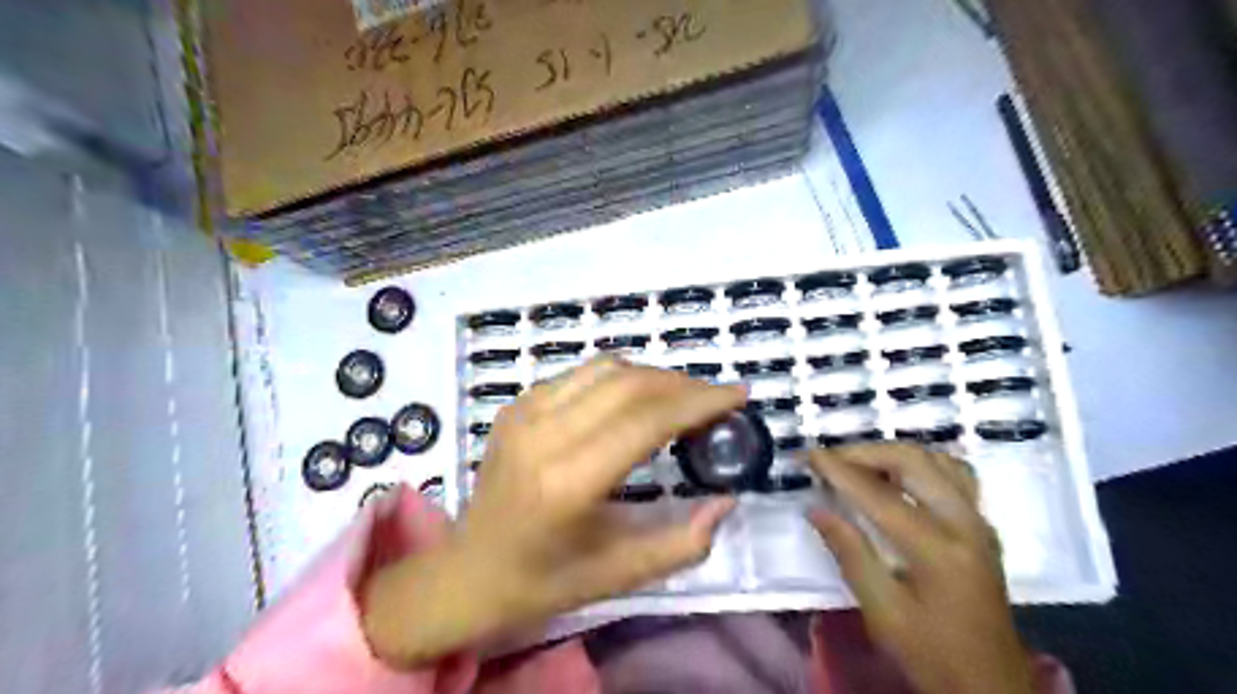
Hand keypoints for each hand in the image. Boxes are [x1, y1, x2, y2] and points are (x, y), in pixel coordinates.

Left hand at [362, 357, 744, 667]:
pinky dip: (620, 379)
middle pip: (630, 383)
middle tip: (715, 399)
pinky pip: (581, 375)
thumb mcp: (618, 576)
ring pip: (607, 368)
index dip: (699, 401)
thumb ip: (681, 543)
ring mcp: (524, 412)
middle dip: (683, 384)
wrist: (467, 570)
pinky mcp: (517, 404)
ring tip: (681, 399)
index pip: (646, 420)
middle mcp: (542, 434)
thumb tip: (726, 502)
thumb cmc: (542, 581)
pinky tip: (634, 402)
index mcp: (566, 482)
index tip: (737, 395)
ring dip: (653, 376)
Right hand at [807, 445, 1035, 693]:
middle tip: (830, 459)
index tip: (808, 456)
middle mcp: (965, 524)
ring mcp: (979, 522)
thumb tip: (816, 509)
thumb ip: (850, 554)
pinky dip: (921, 463)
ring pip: (936, 460)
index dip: (839, 471)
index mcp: (938, 550)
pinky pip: (954, 474)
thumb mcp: (883, 612)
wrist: (992, 684)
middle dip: (865, 452)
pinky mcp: (983, 526)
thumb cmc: (932, 654)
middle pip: (913, 462)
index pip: (879, 495)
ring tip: (858, 464)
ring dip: (893, 454)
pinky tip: (900, 475)